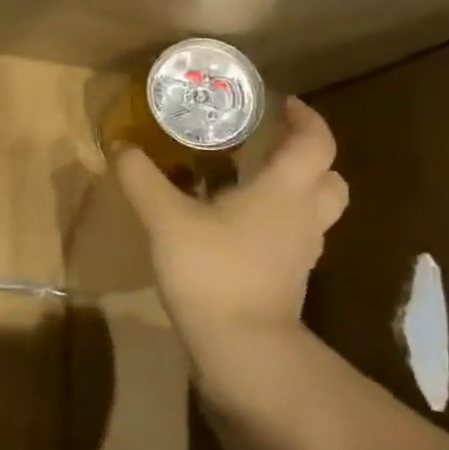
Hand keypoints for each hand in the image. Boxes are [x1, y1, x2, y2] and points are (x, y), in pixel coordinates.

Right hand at [114, 97, 348, 345]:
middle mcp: (302, 217)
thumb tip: (120, 146)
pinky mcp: (286, 278)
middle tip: (269, 147)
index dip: (305, 118)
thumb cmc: (212, 271)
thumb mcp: (165, 219)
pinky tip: (234, 227)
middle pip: (328, 179)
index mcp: (285, 191)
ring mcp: (299, 252)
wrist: (241, 346)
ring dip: (292, 190)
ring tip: (249, 184)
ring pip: (312, 210)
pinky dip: (274, 223)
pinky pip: (290, 237)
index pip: (315, 142)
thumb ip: (142, 179)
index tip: (283, 103)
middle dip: (306, 157)